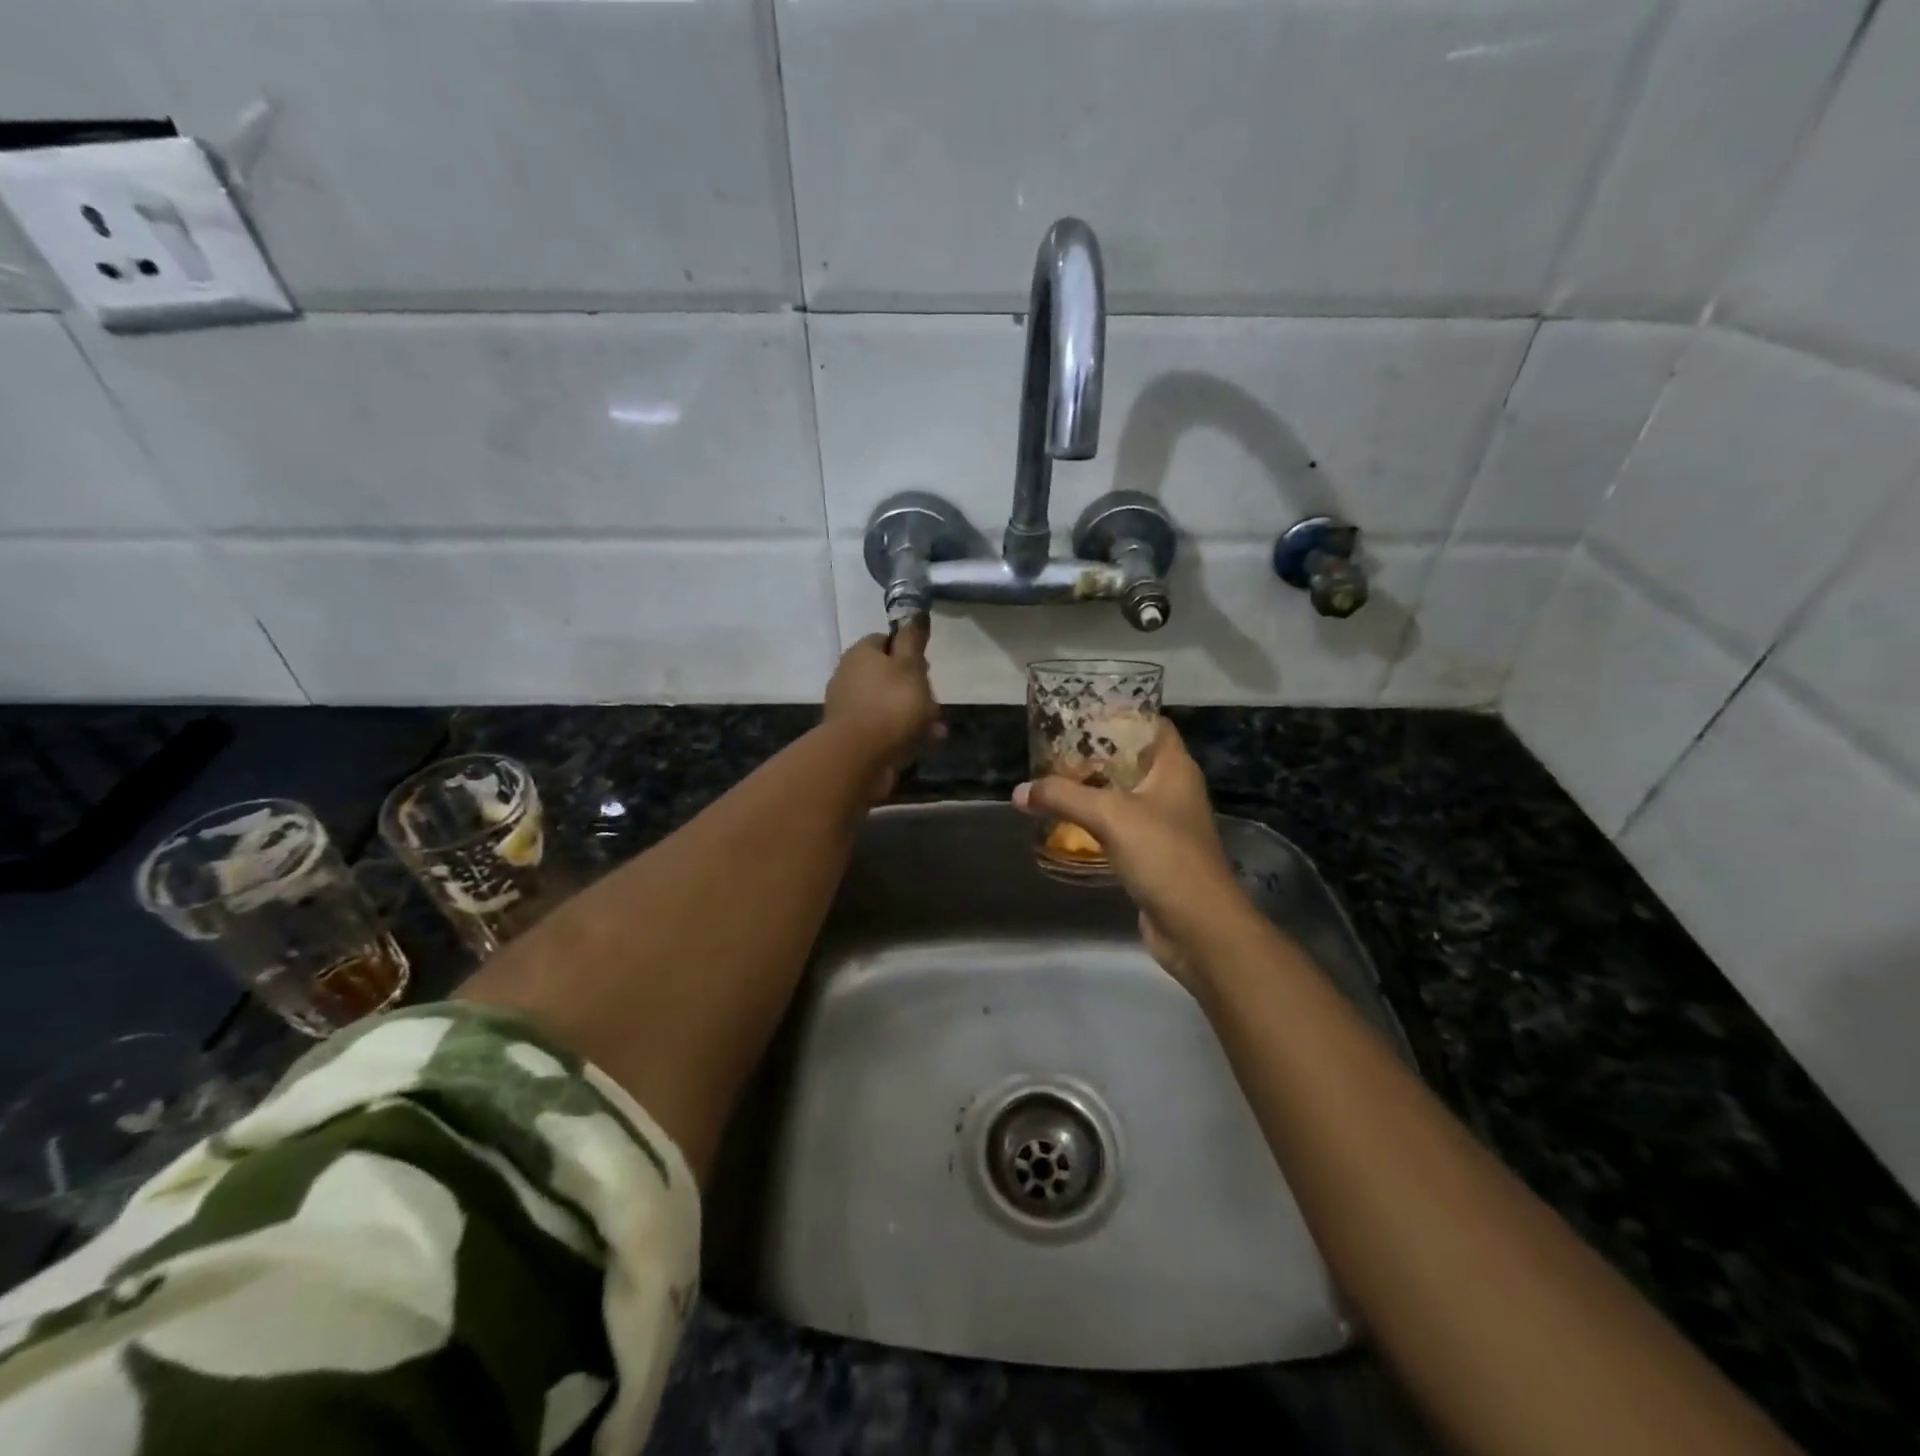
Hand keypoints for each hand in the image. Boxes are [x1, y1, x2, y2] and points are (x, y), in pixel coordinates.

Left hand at [823, 621, 942, 797]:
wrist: (858, 757)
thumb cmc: (891, 705)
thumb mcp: (910, 666)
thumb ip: (913, 639)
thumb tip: (914, 613)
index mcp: (860, 654)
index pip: (886, 641)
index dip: (909, 652)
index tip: (926, 669)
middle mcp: (849, 676)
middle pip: (889, 675)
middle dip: (916, 689)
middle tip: (934, 703)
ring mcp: (849, 707)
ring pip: (889, 704)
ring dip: (914, 714)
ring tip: (935, 730)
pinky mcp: (852, 735)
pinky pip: (884, 728)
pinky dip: (903, 733)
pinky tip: (923, 744)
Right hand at [1014, 719, 1253, 984]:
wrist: (1197, 926)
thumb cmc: (1163, 855)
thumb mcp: (1110, 816)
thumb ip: (1063, 797)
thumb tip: (1019, 791)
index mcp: (1175, 768)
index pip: (1152, 724)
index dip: (1120, 715)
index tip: (1081, 716)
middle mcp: (1173, 790)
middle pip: (1133, 759)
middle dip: (1095, 754)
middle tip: (1055, 751)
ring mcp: (1165, 825)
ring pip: (1124, 795)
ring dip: (1093, 790)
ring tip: (1053, 783)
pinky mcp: (1153, 855)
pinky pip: (1121, 827)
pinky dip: (1096, 822)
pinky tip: (1067, 825)